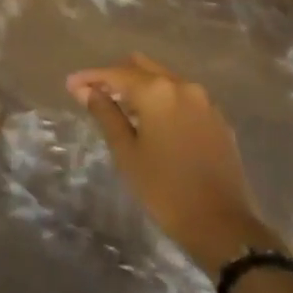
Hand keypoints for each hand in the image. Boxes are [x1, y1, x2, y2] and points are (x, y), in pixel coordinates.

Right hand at [66, 53, 278, 273]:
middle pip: (142, 67)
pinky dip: (163, 100)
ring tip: (120, 108)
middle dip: (116, 76)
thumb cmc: (164, 189)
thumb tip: (86, 91)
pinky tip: (152, 121)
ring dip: (140, 87)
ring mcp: (204, 101)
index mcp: (157, 91)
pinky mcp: (217, 118)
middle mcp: (183, 86)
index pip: (116, 73)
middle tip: (94, 94)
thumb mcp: (127, 152)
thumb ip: (106, 114)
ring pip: (164, 79)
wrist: (222, 225)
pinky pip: (183, 97)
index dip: (91, 77)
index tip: (71, 85)